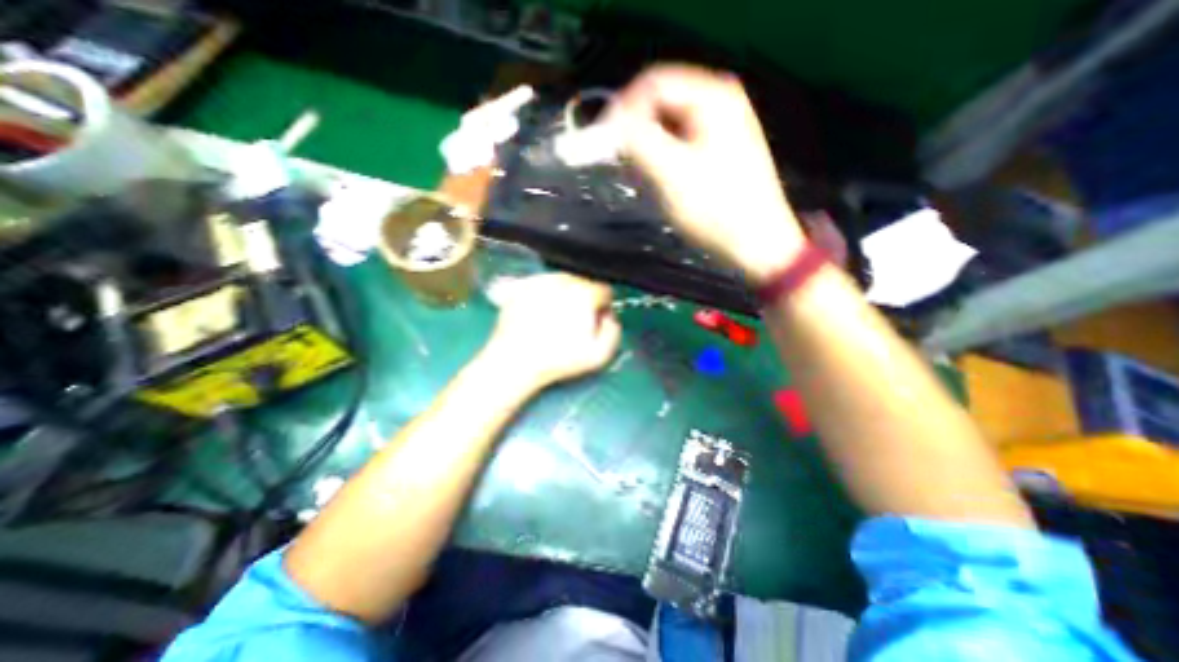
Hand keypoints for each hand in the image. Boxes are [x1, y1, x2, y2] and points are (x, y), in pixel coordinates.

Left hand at [480, 271, 620, 390]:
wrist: (515, 361)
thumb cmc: (558, 360)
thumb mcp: (599, 355)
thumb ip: (613, 331)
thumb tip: (609, 317)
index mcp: (584, 294)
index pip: (604, 291)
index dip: (603, 307)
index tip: (595, 320)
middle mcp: (562, 280)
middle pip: (583, 284)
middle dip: (583, 300)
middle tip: (574, 322)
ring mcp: (540, 281)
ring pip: (561, 283)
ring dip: (564, 296)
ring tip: (554, 320)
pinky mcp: (521, 286)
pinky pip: (541, 286)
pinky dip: (544, 296)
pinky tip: (540, 314)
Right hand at [608, 63, 810, 283]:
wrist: (756, 244)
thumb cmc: (715, 209)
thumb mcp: (671, 174)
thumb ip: (638, 142)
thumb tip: (610, 123)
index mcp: (711, 96)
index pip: (652, 84)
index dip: (622, 110)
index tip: (603, 143)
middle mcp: (718, 102)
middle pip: (660, 102)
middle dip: (635, 131)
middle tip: (621, 163)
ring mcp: (720, 127)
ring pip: (667, 125)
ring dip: (647, 147)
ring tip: (642, 176)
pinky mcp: (716, 151)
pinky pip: (678, 143)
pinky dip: (661, 157)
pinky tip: (660, 180)